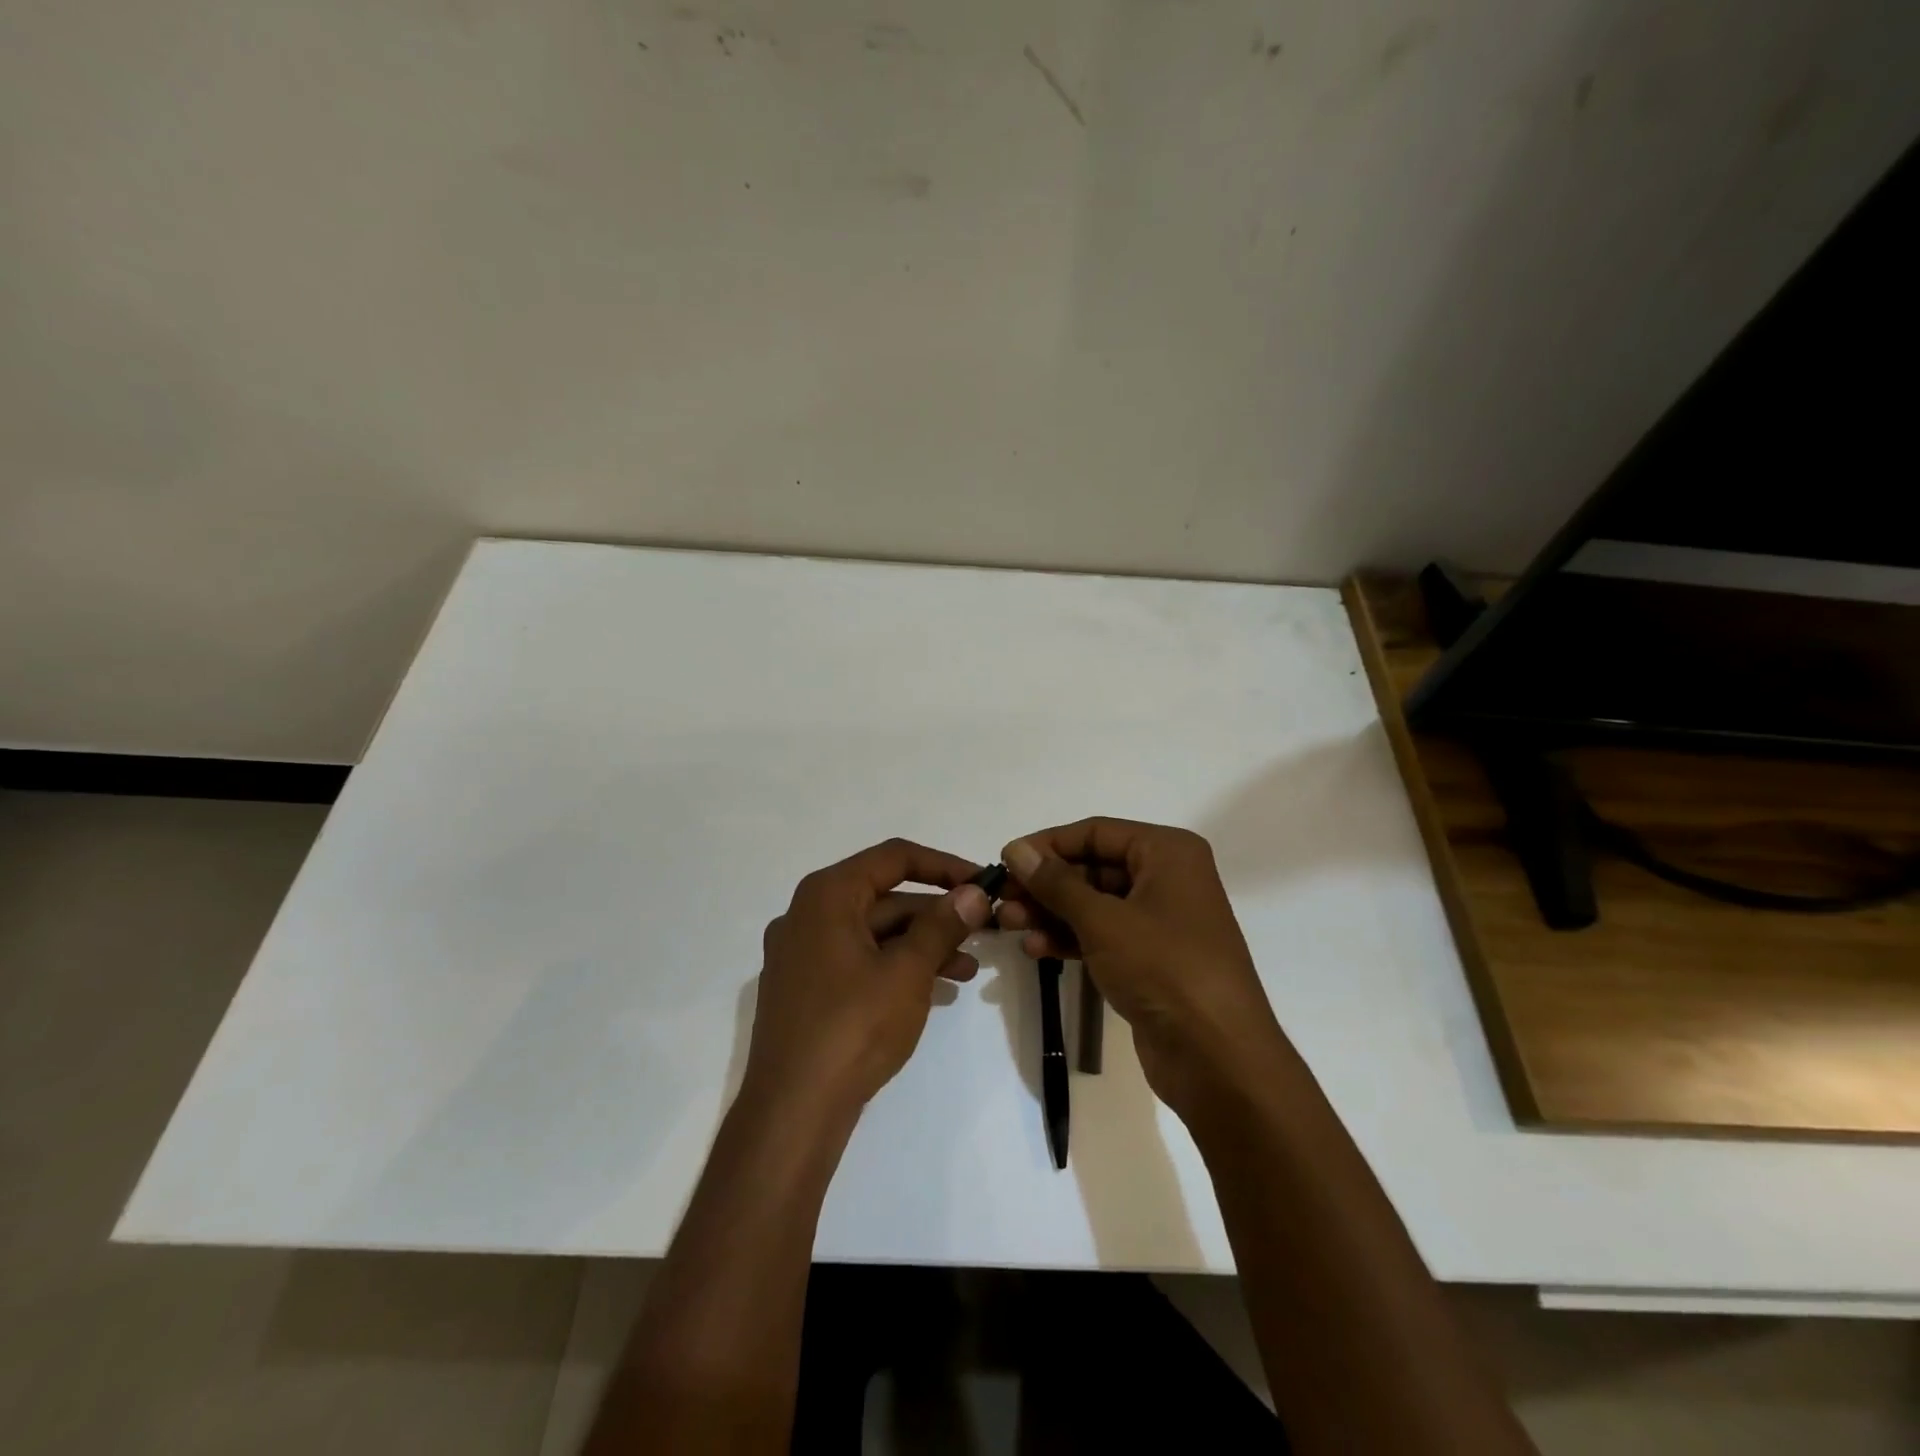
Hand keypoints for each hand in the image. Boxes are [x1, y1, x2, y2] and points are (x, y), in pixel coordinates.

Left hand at [745, 839, 992, 1120]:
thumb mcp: (908, 971)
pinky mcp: (805, 990)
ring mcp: (802, 955)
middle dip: (936, 915)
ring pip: (874, 934)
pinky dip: (895, 968)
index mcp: (827, 895)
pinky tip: (934, 990)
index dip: (943, 865)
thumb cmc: (853, 1027)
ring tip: (968, 970)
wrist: (793, 1111)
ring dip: (922, 946)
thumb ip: (942, 925)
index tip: (982, 882)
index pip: (894, 858)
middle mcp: (808, 915)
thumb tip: (974, 892)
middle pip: (884, 898)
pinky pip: (858, 962)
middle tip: (983, 931)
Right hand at [997, 819, 1286, 1119]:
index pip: (1096, 832)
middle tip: (1002, 900)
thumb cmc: (1164, 968)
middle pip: (1093, 868)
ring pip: (1094, 904)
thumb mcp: (1103, 920)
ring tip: (1008, 925)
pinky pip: (1103, 936)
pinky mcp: (1151, 959)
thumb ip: (1056, 883)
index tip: (1006, 860)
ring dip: (1052, 913)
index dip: (1048, 844)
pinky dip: (1071, 939)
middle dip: (1046, 885)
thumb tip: (1016, 850)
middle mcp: (1167, 878)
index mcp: (1167, 852)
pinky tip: (1036, 949)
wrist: (1218, 1057)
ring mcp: (1160, 921)